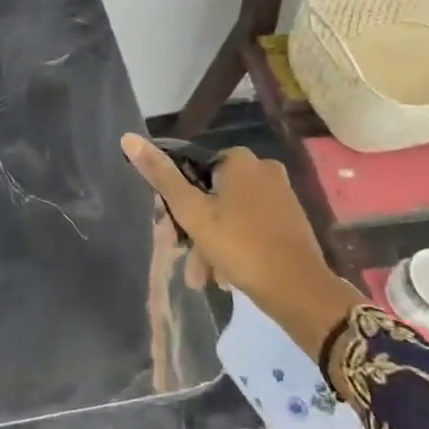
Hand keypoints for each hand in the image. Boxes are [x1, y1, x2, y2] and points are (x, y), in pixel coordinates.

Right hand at [121, 134, 359, 357]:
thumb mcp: (192, 212)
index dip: (177, 202)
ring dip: (212, 244)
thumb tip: (128, 138)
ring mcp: (280, 195)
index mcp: (239, 160)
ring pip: (230, 215)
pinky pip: (251, 227)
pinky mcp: (290, 221)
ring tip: (204, 279)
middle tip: (187, 262)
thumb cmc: (240, 245)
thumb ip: (161, 176)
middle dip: (196, 230)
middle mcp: (263, 169)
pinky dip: (235, 246)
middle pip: (212, 195)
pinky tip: (226, 277)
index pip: (192, 171)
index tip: (170, 231)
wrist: (300, 291)